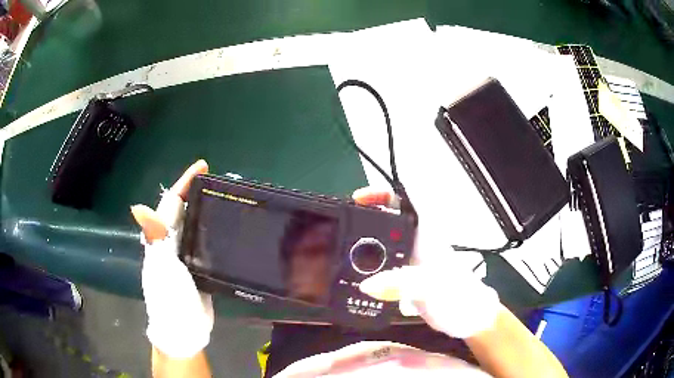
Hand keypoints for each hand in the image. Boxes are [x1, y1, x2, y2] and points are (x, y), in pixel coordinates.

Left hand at [131, 160, 213, 357]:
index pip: (172, 202)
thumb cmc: (169, 298)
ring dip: (205, 209)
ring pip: (193, 225)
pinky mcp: (197, 268)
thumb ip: (155, 238)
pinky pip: (203, 242)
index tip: (203, 166)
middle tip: (218, 181)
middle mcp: (171, 243)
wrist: (183, 330)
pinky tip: (225, 228)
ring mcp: (184, 256)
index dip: (185, 182)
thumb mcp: (162, 267)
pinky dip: (212, 231)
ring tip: (224, 198)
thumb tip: (138, 207)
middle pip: (183, 210)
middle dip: (196, 191)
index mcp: (162, 239)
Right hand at [353, 187, 501, 338]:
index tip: (358, 198)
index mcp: (426, 234)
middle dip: (365, 216)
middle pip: (388, 218)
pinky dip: (366, 265)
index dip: (382, 194)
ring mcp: (410, 260)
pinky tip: (353, 275)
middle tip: (341, 225)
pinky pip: (381, 265)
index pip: (405, 200)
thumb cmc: (458, 297)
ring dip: (362, 242)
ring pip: (382, 241)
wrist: (466, 318)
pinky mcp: (405, 277)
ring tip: (340, 249)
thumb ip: (400, 285)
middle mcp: (417, 242)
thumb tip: (367, 284)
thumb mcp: (431, 288)